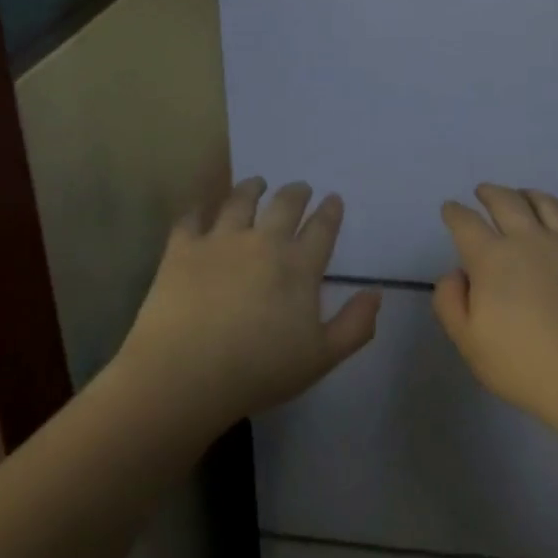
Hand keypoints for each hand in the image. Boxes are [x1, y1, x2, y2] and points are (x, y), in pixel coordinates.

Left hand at [118, 177, 379, 429]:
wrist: (186, 373)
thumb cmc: (259, 371)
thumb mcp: (322, 358)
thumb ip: (355, 325)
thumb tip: (375, 292)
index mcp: (299, 267)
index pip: (322, 229)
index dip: (330, 212)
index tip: (333, 199)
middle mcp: (262, 242)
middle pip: (284, 205)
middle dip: (296, 192)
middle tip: (299, 187)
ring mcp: (220, 240)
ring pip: (239, 201)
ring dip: (251, 188)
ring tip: (256, 183)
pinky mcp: (182, 248)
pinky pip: (191, 218)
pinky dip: (199, 209)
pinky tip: (201, 208)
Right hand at [434, 185, 557, 433]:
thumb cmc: (529, 367)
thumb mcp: (470, 344)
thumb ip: (451, 303)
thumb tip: (457, 273)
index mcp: (493, 259)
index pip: (466, 223)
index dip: (455, 212)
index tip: (451, 209)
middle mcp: (532, 240)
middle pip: (507, 201)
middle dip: (491, 193)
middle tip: (483, 192)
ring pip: (549, 204)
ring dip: (530, 195)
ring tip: (524, 196)